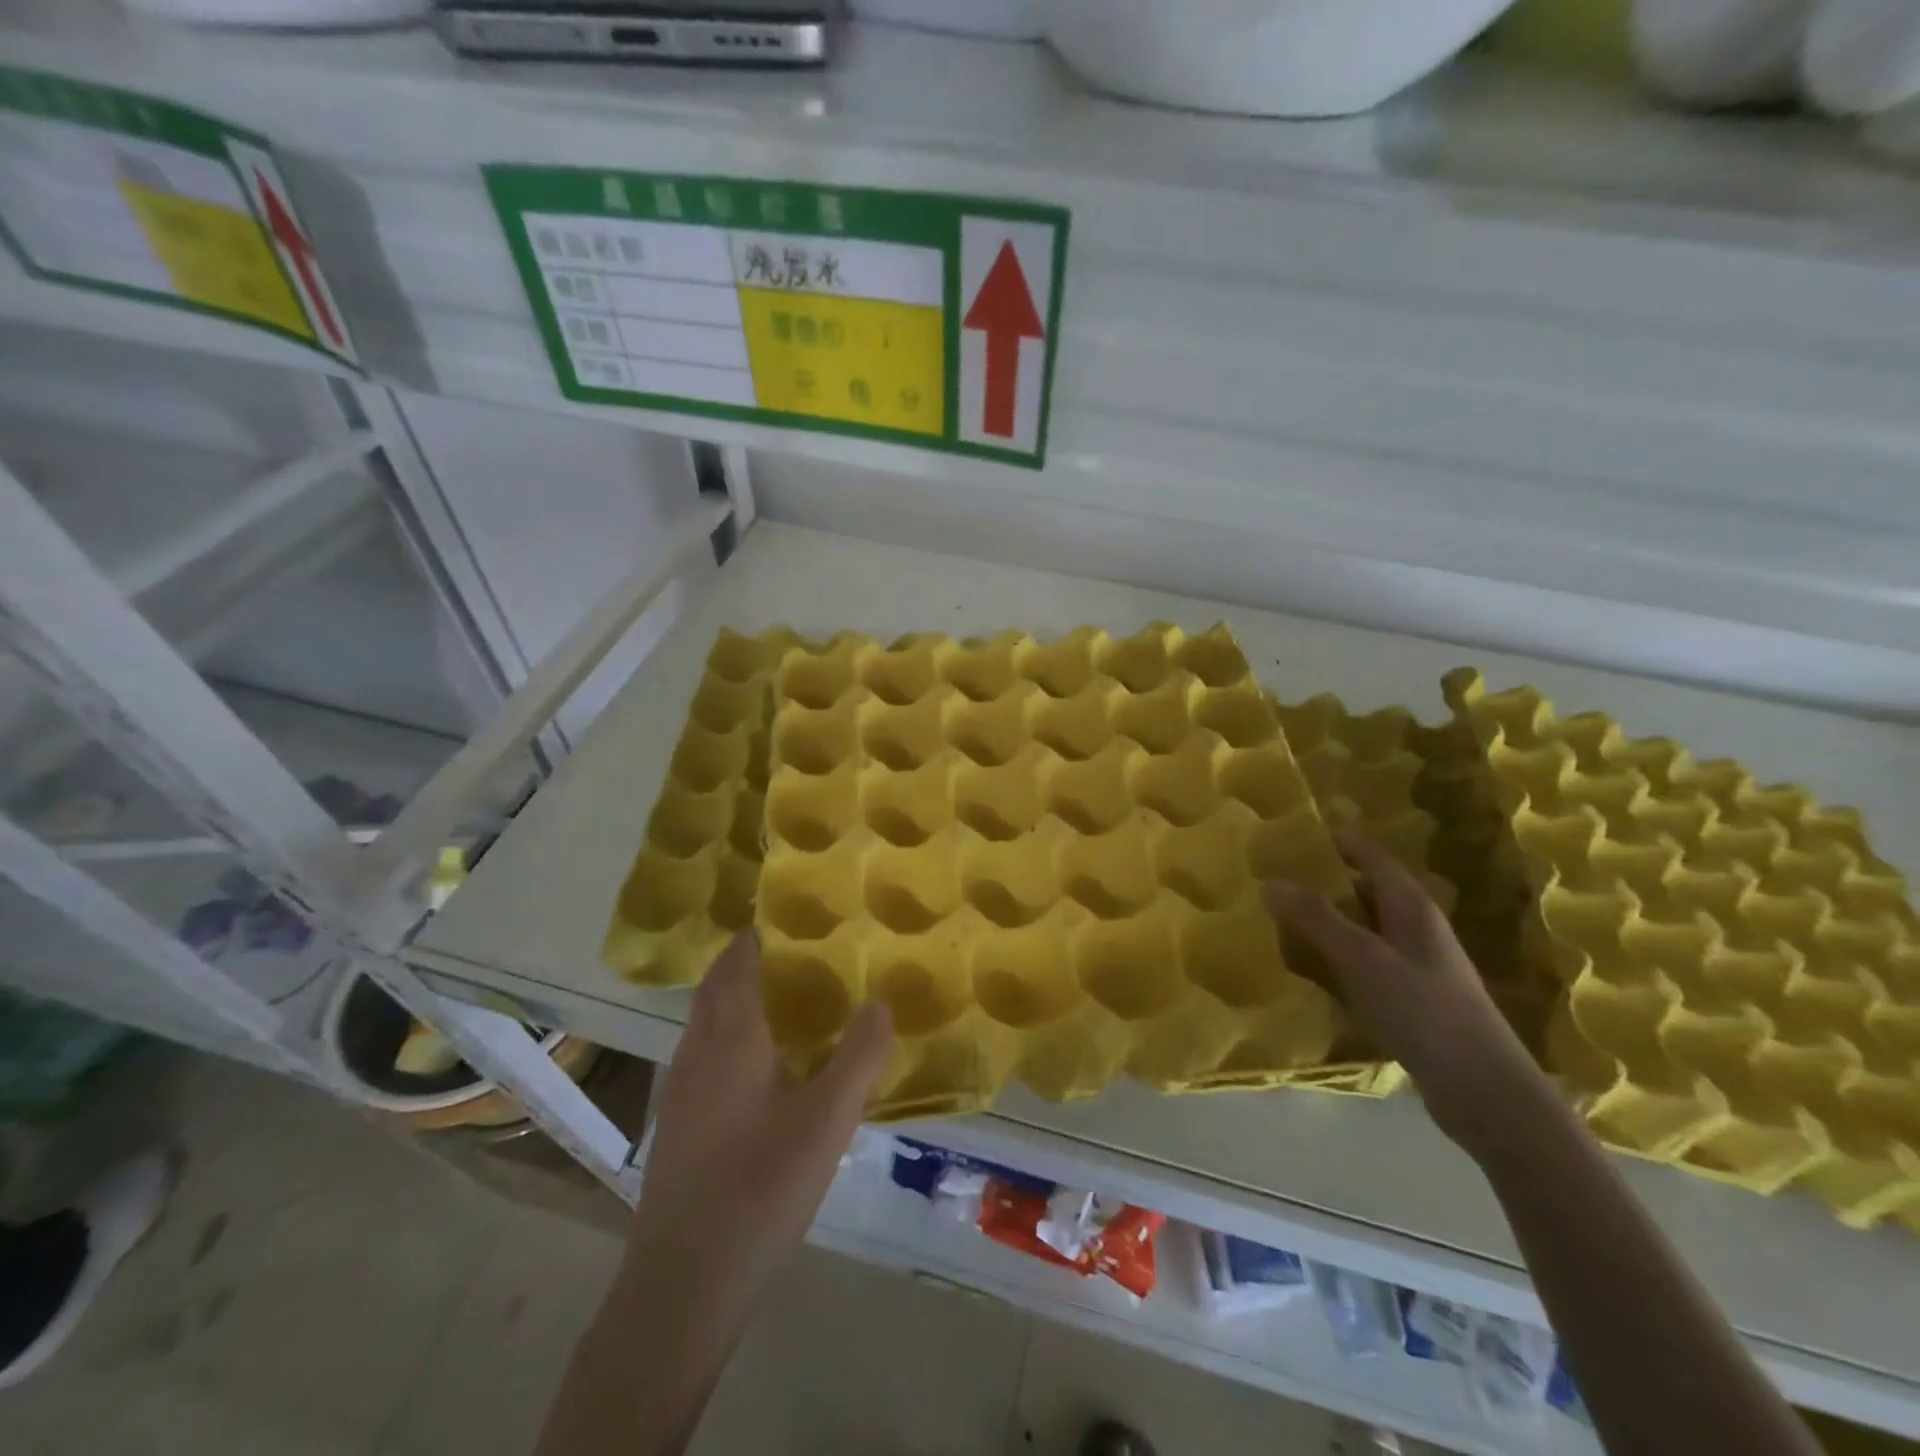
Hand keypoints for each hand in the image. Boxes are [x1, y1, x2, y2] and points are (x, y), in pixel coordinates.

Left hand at [627, 930, 892, 1316]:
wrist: (682, 1286)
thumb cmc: (759, 1189)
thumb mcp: (827, 1121)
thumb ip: (858, 1056)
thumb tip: (881, 1002)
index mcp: (730, 1041)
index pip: (736, 966)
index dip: (755, 938)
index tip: (785, 920)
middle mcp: (697, 1054)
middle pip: (714, 990)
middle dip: (743, 963)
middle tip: (790, 954)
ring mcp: (679, 1092)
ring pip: (704, 1024)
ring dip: (733, 1001)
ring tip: (781, 1003)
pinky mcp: (675, 1127)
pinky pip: (702, 1057)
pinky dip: (727, 1038)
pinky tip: (759, 1070)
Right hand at [1262, 833, 1548, 1151]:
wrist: (1485, 1092)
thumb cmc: (1424, 1010)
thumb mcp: (1362, 958)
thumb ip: (1315, 918)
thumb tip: (1269, 882)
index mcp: (1411, 905)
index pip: (1368, 854)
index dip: (1332, 841)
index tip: (1286, 838)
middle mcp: (1416, 926)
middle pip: (1364, 889)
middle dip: (1321, 882)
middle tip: (1271, 881)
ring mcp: (1417, 964)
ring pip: (1364, 927)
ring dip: (1327, 922)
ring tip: (1279, 921)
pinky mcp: (1413, 997)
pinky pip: (1366, 962)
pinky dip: (1338, 957)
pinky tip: (1311, 971)